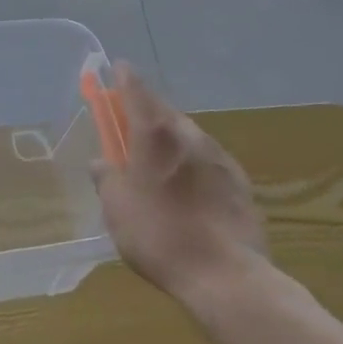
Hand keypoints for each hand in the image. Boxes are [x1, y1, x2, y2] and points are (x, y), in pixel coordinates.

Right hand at [91, 63, 270, 307]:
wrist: (226, 275)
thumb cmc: (159, 235)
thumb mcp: (116, 209)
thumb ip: (107, 178)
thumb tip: (102, 163)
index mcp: (155, 134)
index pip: (136, 90)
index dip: (124, 78)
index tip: (117, 69)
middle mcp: (190, 135)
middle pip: (164, 111)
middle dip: (146, 111)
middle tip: (131, 124)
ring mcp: (219, 157)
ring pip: (188, 135)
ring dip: (171, 138)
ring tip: (158, 162)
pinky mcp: (240, 181)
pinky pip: (208, 160)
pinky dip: (192, 163)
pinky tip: (188, 188)